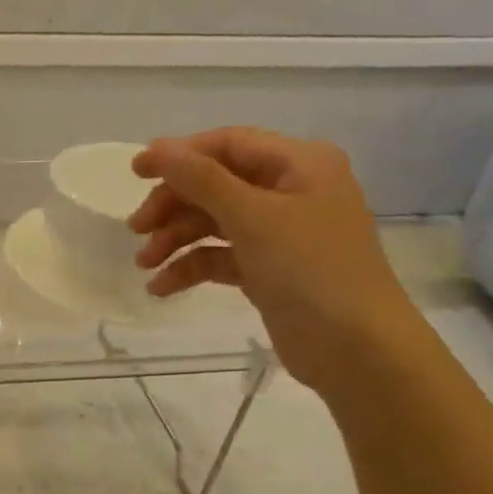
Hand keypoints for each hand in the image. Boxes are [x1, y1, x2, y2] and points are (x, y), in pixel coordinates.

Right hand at [129, 128, 421, 396]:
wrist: (357, 349)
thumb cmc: (310, 269)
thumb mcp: (252, 217)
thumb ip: (201, 179)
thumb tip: (157, 148)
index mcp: (300, 164)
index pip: (228, 144)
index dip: (179, 155)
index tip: (134, 173)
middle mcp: (291, 191)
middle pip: (216, 184)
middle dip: (173, 205)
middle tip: (136, 229)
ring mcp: (280, 232)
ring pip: (214, 222)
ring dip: (175, 239)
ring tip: (144, 264)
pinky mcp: (269, 269)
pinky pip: (220, 256)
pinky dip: (191, 267)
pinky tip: (162, 287)